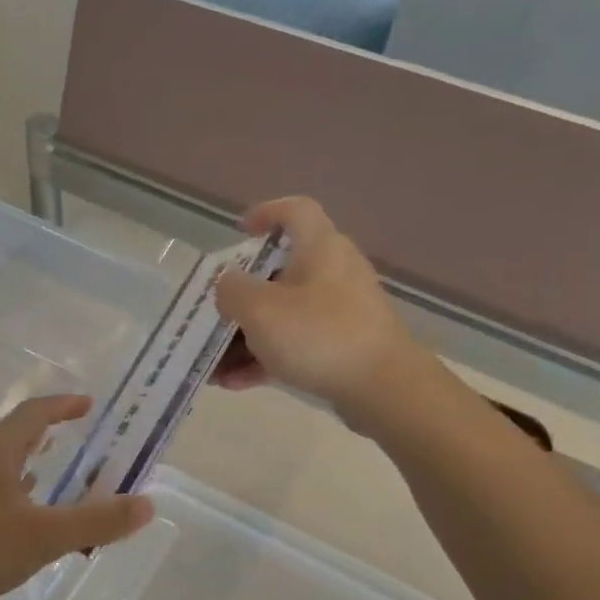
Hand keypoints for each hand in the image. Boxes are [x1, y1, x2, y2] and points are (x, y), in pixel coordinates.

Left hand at [0, 396, 152, 599]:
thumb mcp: (43, 537)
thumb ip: (96, 521)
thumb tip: (147, 504)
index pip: (36, 412)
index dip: (64, 405)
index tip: (88, 404)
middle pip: (14, 434)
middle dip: (46, 434)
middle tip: (74, 441)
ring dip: (25, 464)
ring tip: (48, 478)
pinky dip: (7, 491)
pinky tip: (11, 519)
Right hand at [213, 197, 431, 423]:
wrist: (385, 388)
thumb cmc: (319, 335)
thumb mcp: (260, 310)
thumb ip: (232, 291)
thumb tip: (228, 284)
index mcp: (320, 248)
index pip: (296, 211)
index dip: (266, 213)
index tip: (240, 232)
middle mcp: (334, 273)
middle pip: (281, 272)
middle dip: (242, 297)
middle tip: (214, 313)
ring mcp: (341, 312)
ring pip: (285, 315)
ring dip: (246, 336)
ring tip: (214, 362)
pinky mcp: (344, 346)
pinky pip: (296, 344)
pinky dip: (266, 358)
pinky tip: (234, 383)